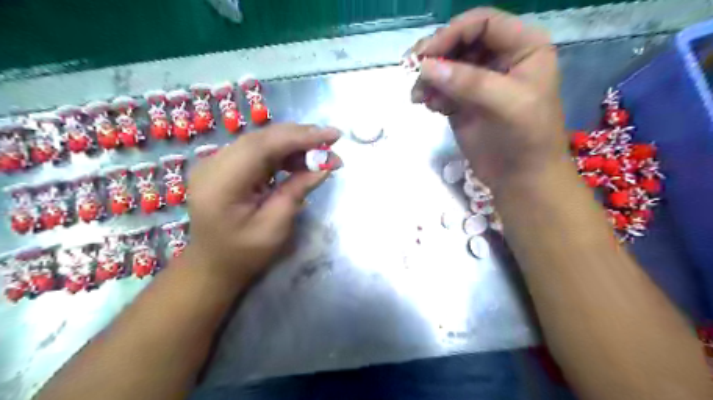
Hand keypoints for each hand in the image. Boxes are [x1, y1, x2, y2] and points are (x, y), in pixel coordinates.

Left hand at [181, 125, 340, 284]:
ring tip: (322, 153)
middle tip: (333, 142)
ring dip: (294, 143)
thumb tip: (325, 164)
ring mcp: (217, 162)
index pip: (263, 146)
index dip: (300, 137)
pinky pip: (259, 150)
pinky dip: (283, 152)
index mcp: (220, 183)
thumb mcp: (274, 227)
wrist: (212, 264)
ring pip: (262, 141)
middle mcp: (213, 164)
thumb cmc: (243, 253)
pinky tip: (302, 159)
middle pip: (262, 138)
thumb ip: (297, 191)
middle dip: (301, 137)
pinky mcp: (225, 165)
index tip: (333, 136)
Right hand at [413, 6, 568, 192]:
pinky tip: (429, 107)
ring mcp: (479, 81)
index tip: (426, 55)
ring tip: (419, 98)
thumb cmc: (527, 138)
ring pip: (446, 65)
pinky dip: (430, 94)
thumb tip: (425, 67)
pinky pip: (441, 88)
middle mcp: (500, 58)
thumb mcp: (507, 104)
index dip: (452, 33)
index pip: (482, 23)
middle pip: (460, 41)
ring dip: (428, 77)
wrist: (521, 178)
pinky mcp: (463, 102)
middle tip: (412, 69)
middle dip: (435, 54)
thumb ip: (469, 82)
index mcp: (522, 47)